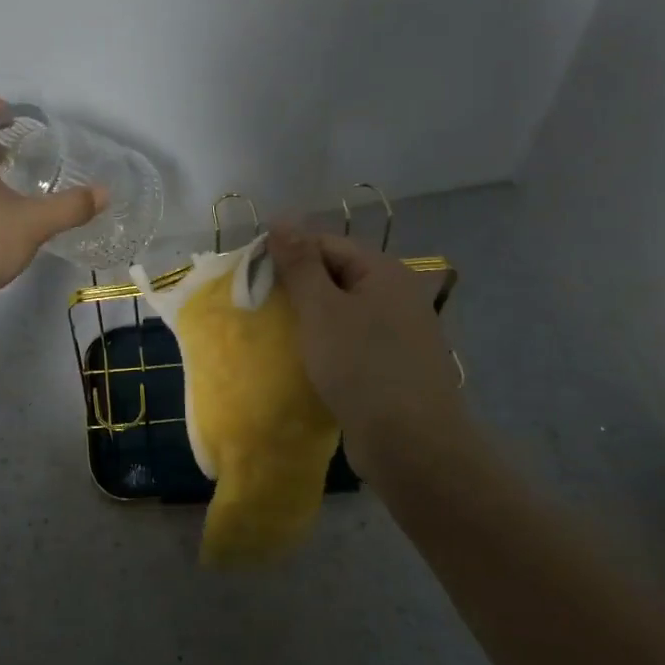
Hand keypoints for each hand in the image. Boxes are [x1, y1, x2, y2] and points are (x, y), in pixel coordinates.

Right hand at [268, 224, 469, 473]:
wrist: (413, 446)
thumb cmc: (362, 366)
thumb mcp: (322, 309)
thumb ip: (299, 263)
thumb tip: (281, 218)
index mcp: (384, 271)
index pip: (325, 243)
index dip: (287, 254)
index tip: (251, 276)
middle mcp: (397, 294)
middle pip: (335, 274)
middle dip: (296, 287)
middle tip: (259, 305)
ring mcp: (399, 332)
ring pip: (342, 310)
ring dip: (309, 318)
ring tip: (276, 332)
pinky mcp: (393, 366)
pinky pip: (352, 341)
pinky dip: (327, 344)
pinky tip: (305, 359)